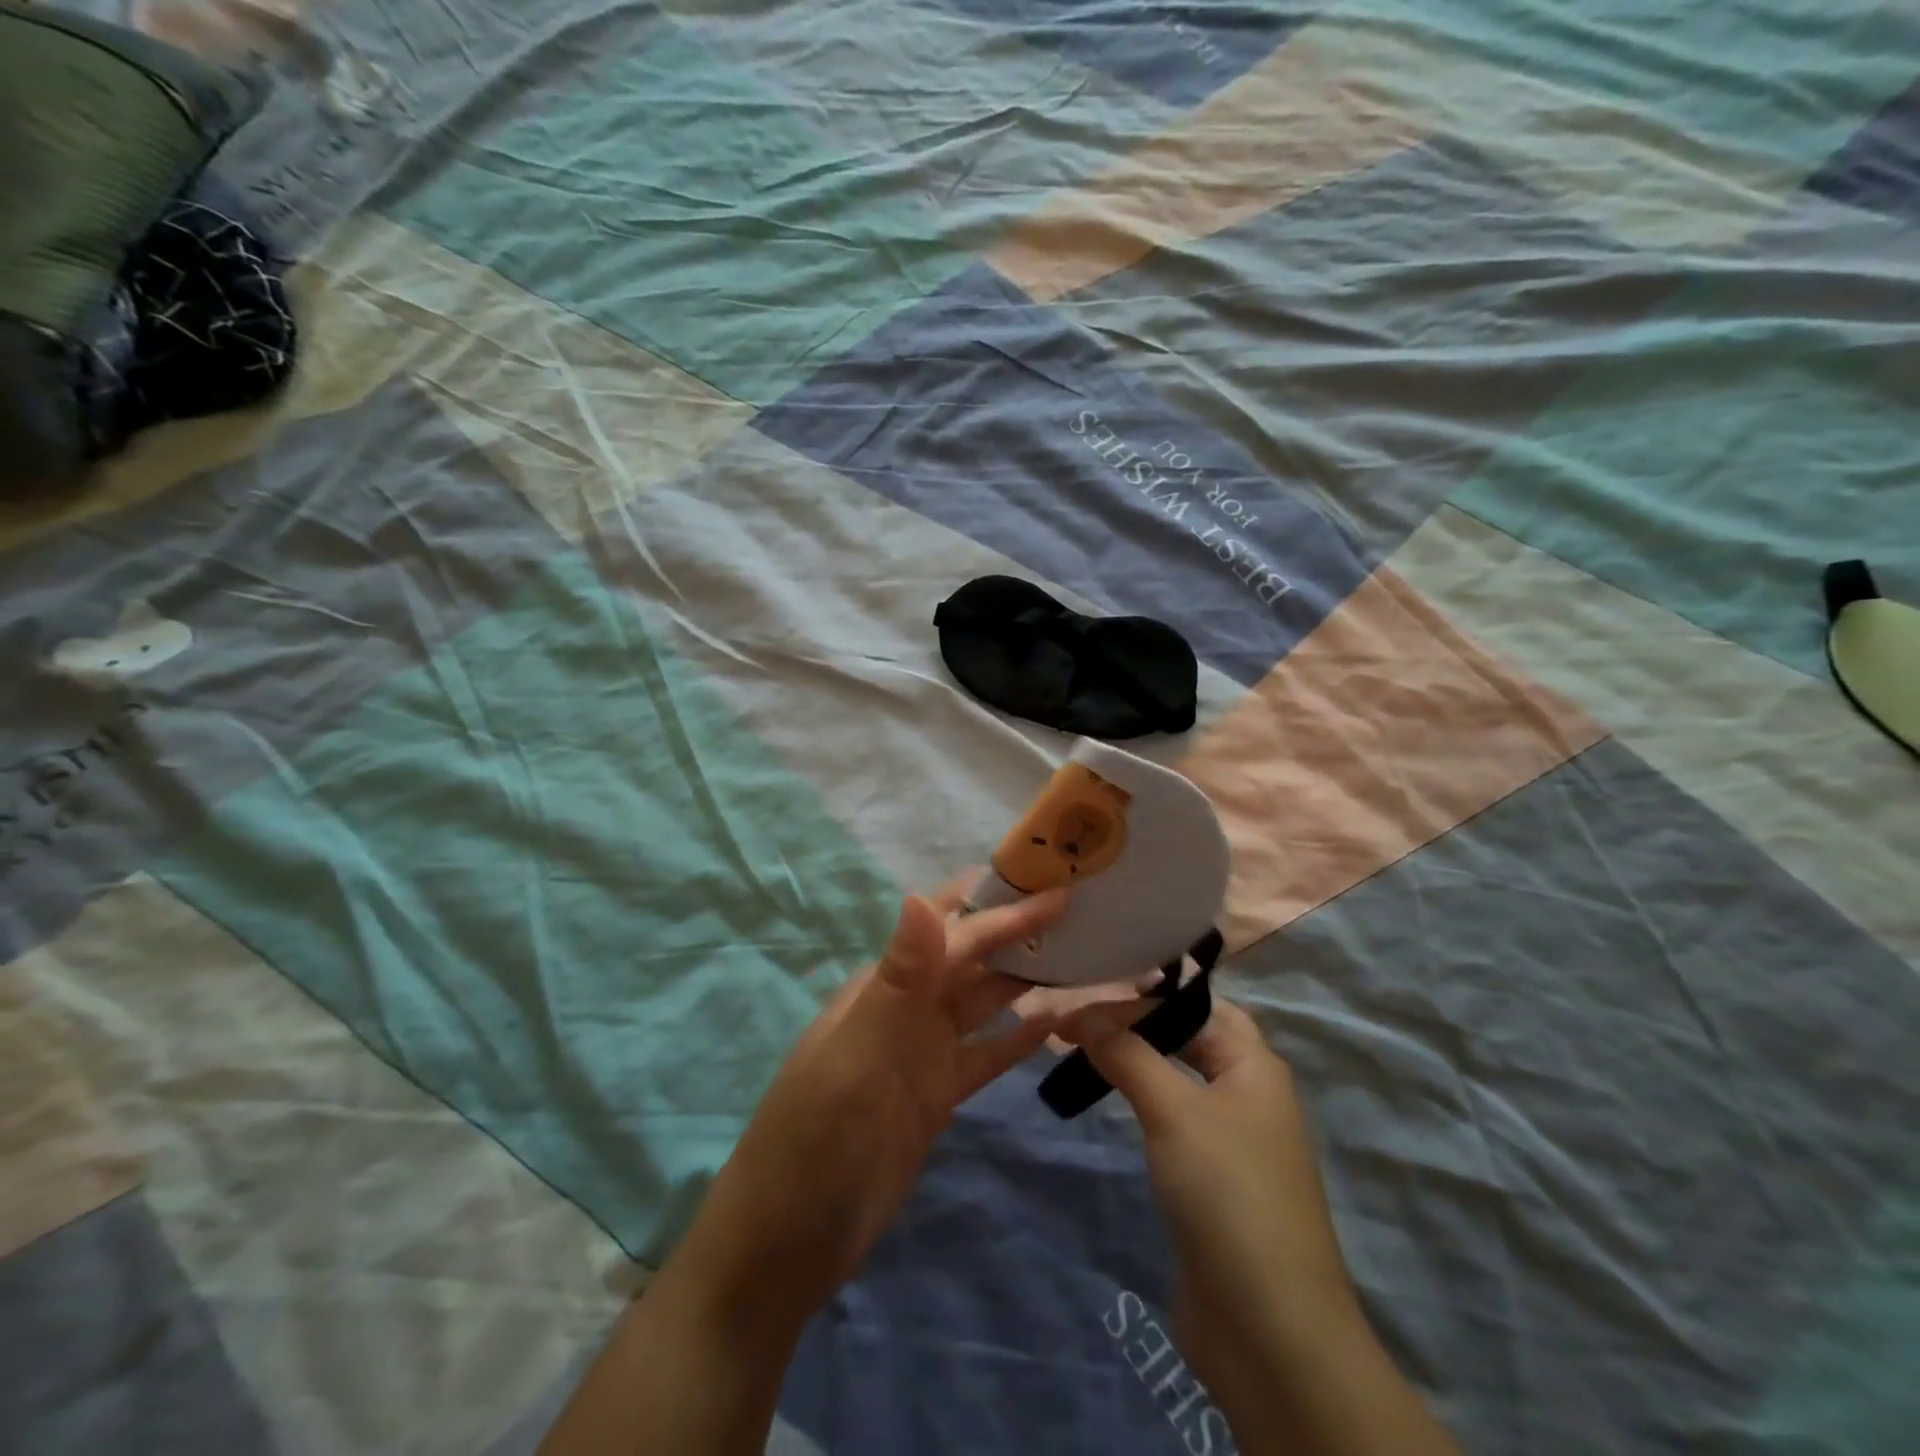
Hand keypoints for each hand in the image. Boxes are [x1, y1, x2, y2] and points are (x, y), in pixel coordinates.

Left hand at [674, 876, 1069, 1330]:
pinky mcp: (938, 1094)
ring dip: (1026, 977)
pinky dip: (1019, 1036)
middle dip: (1020, 930)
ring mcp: (924, 1051)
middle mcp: (909, 1007)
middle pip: (974, 958)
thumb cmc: (816, 1137)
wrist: (789, 1242)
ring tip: (1082, 953)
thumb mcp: (857, 1052)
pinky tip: (1057, 1021)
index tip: (1054, 879)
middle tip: (1084, 907)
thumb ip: (898, 978)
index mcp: (887, 985)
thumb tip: (921, 894)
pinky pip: (987, 1054)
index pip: (954, 931)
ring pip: (985, 1001)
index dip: (1002, 904)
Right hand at [1064, 999, 1459, 1455]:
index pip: (1193, 1003)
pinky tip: (1106, 1096)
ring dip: (1130, 1058)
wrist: (1269, 1331)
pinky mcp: (1208, 1178)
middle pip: (1183, 1035)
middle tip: (1072, 1018)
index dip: (1140, 994)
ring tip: (1076, 1048)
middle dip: (1131, 1021)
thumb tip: (1080, 1013)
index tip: (1083, 990)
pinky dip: (1136, 1097)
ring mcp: (1228, 1137)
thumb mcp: (1174, 1110)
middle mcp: (1246, 1091)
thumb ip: (1127, 1053)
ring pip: (1173, 1075)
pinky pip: (1169, 1116)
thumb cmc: (1227, 1195)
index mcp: (1254, 1064)